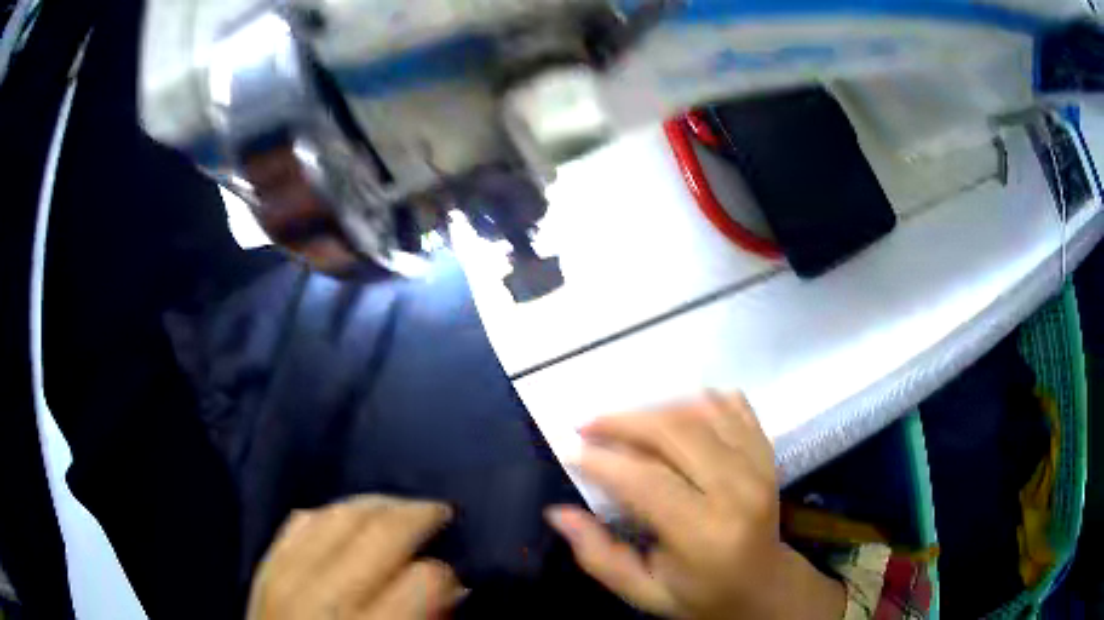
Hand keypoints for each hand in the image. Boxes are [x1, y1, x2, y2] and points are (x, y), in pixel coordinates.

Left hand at [247, 495, 463, 619]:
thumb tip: (451, 588)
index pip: (424, 577)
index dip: (446, 573)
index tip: (453, 576)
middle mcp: (325, 598)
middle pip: (381, 532)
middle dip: (420, 515)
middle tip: (441, 513)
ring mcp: (286, 577)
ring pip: (340, 513)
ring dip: (379, 505)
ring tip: (401, 510)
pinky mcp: (265, 567)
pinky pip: (302, 519)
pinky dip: (332, 512)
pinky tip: (351, 520)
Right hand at [546, 393, 844, 619]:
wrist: (763, 587)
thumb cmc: (700, 595)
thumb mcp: (643, 592)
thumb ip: (599, 556)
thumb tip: (558, 513)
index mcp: (704, 534)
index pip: (648, 482)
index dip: (604, 461)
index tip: (570, 449)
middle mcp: (737, 491)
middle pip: (676, 433)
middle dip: (624, 421)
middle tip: (589, 424)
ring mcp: (758, 465)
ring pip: (701, 412)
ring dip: (656, 408)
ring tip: (624, 423)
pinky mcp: (767, 453)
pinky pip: (732, 406)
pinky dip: (698, 401)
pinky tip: (674, 414)